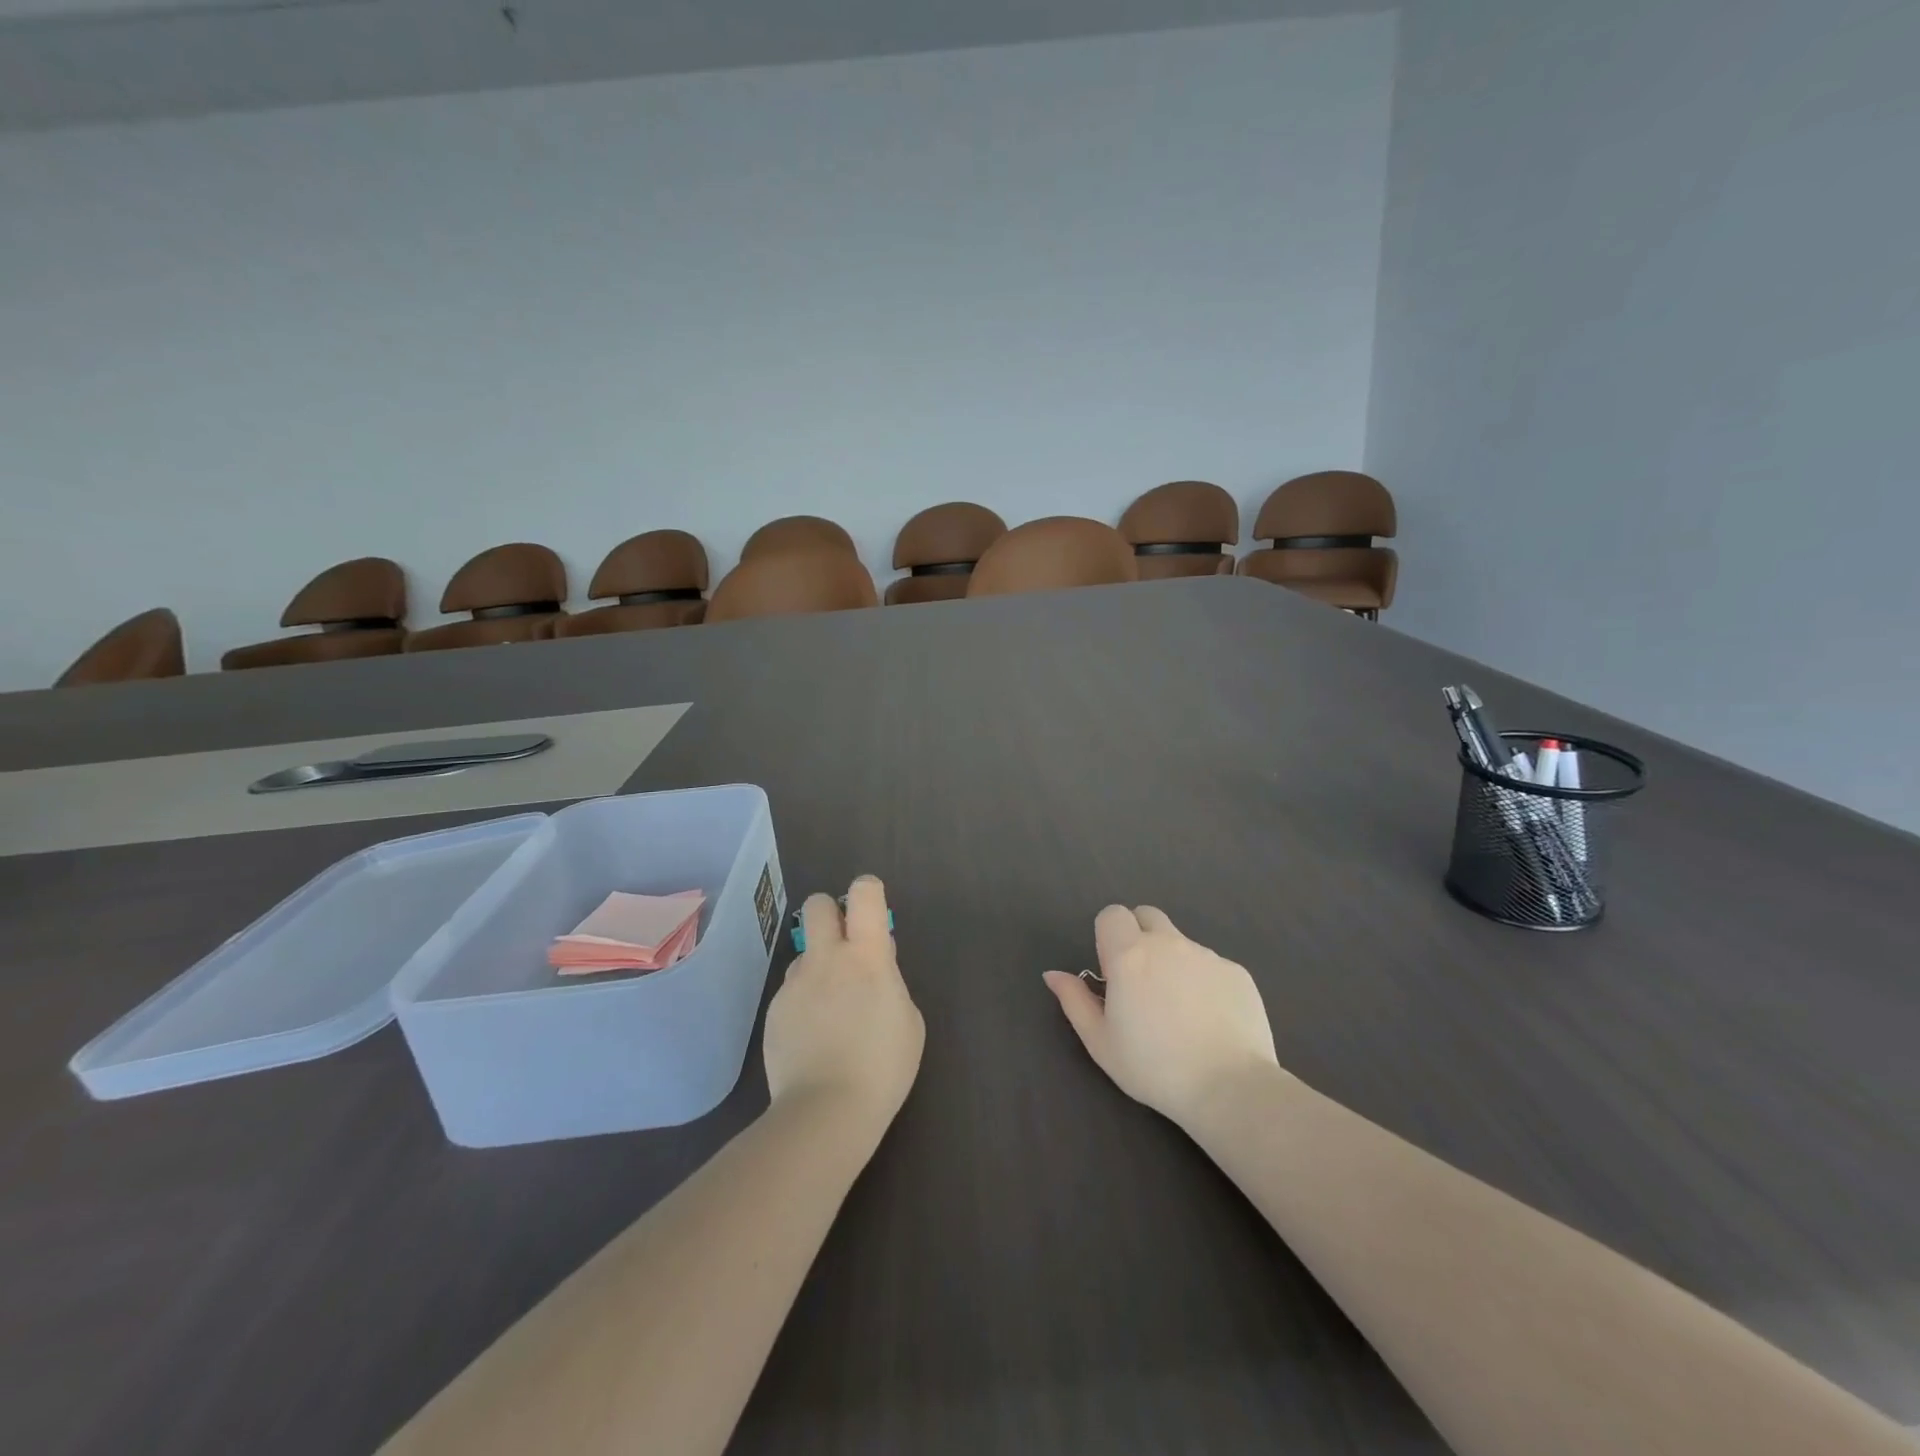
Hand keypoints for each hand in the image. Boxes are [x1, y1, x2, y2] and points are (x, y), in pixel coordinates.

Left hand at [764, 876, 924, 1142]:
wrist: (826, 1110)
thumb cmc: (883, 1065)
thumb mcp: (908, 1019)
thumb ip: (890, 980)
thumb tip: (874, 961)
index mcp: (866, 956)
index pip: (863, 894)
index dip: (868, 892)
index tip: (873, 911)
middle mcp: (826, 958)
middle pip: (817, 905)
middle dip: (831, 913)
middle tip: (846, 946)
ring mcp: (795, 984)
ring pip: (804, 954)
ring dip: (818, 967)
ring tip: (831, 1011)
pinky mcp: (774, 1010)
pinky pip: (792, 991)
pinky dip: (804, 1003)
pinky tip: (813, 1038)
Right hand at [1043, 905, 1281, 1128]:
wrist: (1229, 1088)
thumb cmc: (1154, 1067)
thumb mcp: (1100, 1042)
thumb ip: (1074, 1000)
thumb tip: (1053, 974)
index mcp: (1129, 955)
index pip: (1112, 914)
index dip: (1108, 937)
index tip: (1113, 973)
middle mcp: (1168, 944)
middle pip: (1147, 916)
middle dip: (1139, 937)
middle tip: (1141, 981)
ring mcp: (1207, 955)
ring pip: (1181, 943)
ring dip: (1172, 962)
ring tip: (1180, 1011)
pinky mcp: (1237, 972)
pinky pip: (1211, 966)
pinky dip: (1204, 982)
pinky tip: (1210, 1021)